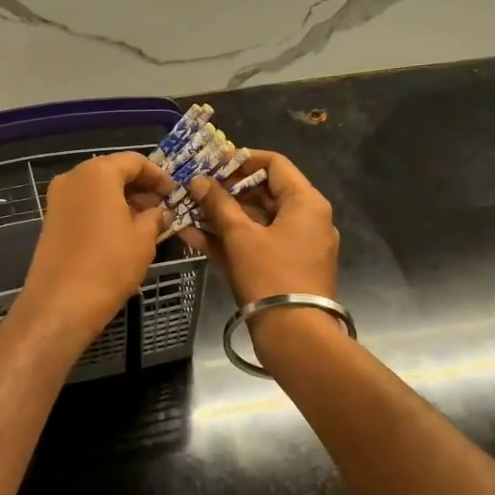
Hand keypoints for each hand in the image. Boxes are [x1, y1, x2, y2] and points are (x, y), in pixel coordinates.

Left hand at [17, 152, 174, 347]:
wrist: (61, 303)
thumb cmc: (109, 265)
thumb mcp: (143, 239)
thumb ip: (155, 217)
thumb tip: (159, 212)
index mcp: (97, 173)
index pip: (134, 161)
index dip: (158, 175)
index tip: (174, 193)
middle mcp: (73, 178)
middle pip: (113, 172)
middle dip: (139, 188)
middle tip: (162, 208)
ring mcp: (57, 199)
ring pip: (97, 190)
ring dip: (122, 201)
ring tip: (146, 223)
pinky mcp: (51, 220)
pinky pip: (84, 206)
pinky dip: (104, 212)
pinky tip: (122, 234)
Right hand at [178, 151, 338, 306]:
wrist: (295, 335)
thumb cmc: (270, 275)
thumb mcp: (241, 236)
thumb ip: (218, 205)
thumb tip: (198, 180)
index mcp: (306, 203)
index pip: (274, 164)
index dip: (241, 160)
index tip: (212, 163)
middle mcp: (307, 219)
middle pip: (264, 192)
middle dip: (226, 190)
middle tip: (194, 188)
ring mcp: (297, 246)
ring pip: (256, 221)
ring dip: (222, 216)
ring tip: (187, 210)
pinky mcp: (285, 268)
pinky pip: (256, 244)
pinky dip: (230, 240)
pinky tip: (193, 237)